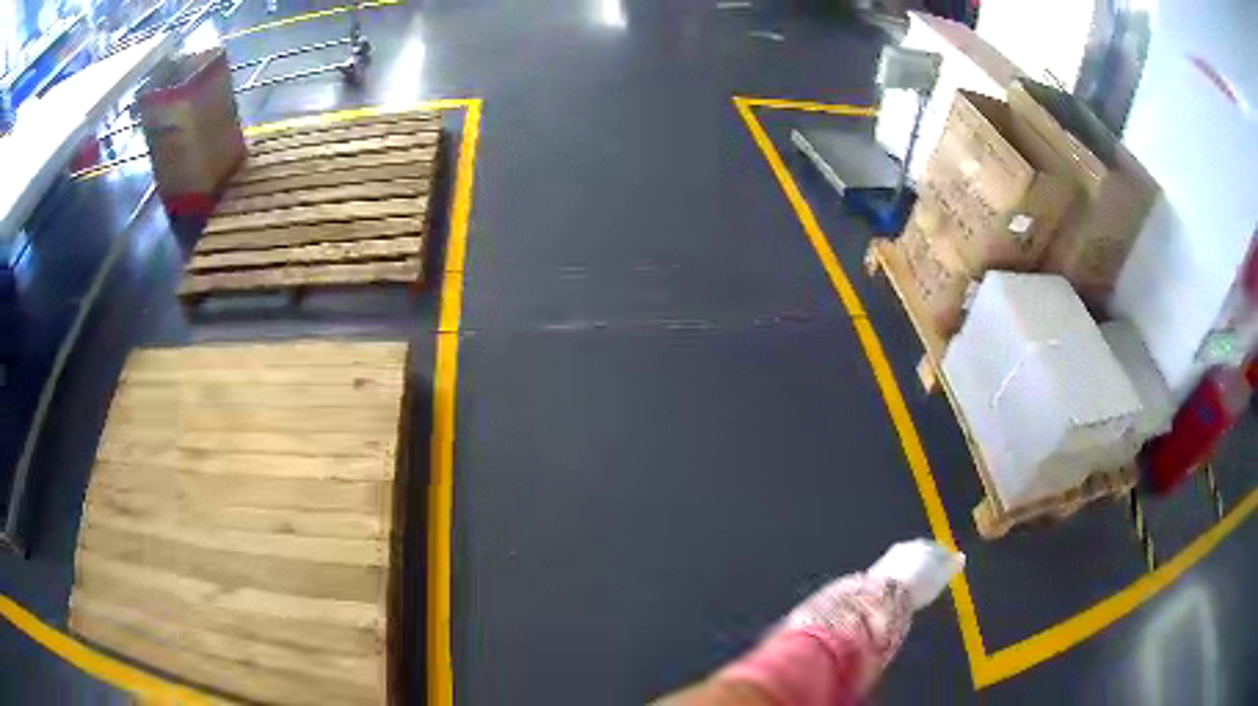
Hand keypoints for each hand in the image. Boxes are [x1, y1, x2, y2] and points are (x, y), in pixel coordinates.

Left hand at [867, 539, 964, 610]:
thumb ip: (952, 566)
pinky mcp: (878, 567)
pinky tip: (901, 586)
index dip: (946, 561)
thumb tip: (961, 556)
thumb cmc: (918, 587)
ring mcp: (892, 554)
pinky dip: (900, 574)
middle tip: (932, 578)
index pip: (942, 550)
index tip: (948, 571)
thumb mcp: (941, 579)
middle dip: (929, 562)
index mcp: (927, 545)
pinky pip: (895, 568)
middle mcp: (910, 545)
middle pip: (924, 552)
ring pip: (908, 559)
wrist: (883, 595)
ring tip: (917, 584)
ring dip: (913, 568)